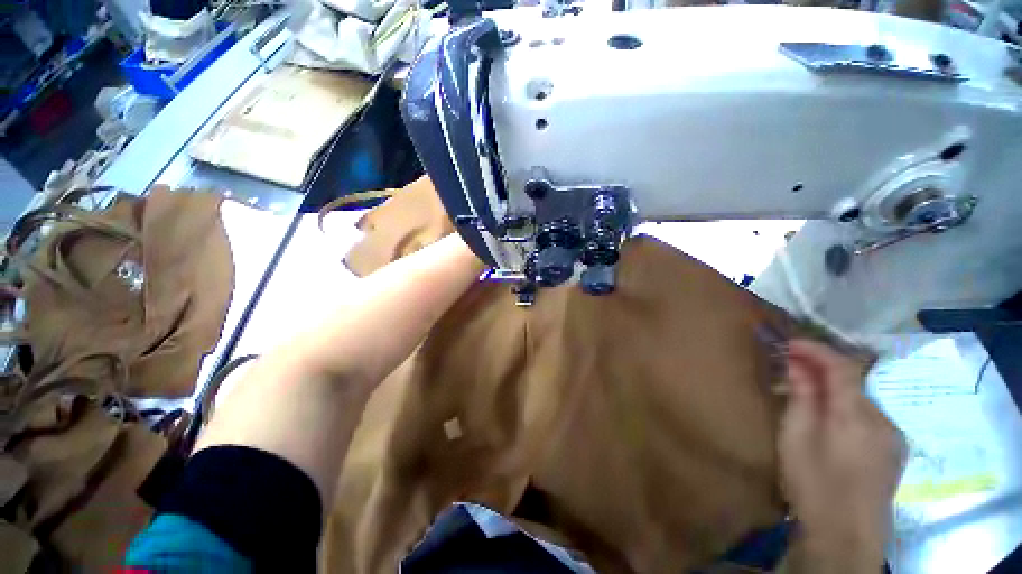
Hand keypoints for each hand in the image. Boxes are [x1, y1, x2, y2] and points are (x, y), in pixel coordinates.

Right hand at [779, 339, 905, 573]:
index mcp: (857, 417)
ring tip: (805, 396)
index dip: (816, 349)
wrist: (846, 537)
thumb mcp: (796, 438)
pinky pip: (868, 416)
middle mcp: (882, 420)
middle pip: (852, 382)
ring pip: (860, 399)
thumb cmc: (814, 485)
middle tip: (789, 369)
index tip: (789, 342)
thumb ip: (802, 397)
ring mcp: (893, 436)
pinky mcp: (894, 450)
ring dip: (833, 390)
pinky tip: (829, 422)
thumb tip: (797, 365)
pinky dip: (846, 408)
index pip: (842, 367)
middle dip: (821, 370)